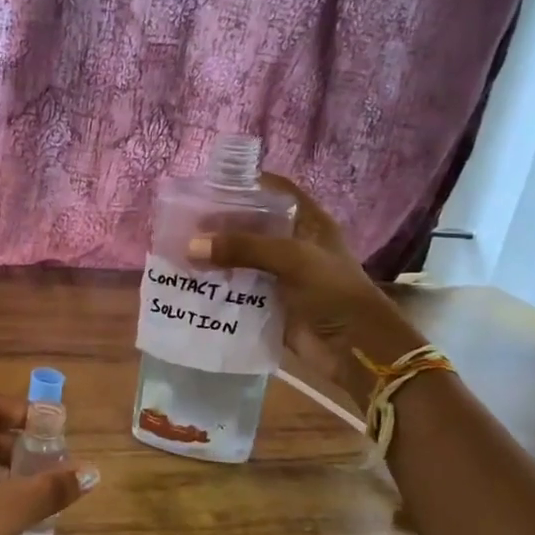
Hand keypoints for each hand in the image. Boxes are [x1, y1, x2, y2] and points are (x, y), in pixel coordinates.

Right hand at [189, 174, 425, 403]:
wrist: (355, 349)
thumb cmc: (333, 293)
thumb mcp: (292, 259)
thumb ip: (244, 248)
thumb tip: (191, 246)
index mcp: (308, 223)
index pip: (275, 191)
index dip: (246, 184)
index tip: (209, 186)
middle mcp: (293, 245)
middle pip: (251, 226)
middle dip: (220, 225)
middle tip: (183, 226)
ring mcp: (280, 276)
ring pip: (241, 259)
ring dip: (214, 258)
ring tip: (179, 253)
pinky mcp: (270, 305)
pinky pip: (238, 291)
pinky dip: (217, 288)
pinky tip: (190, 285)